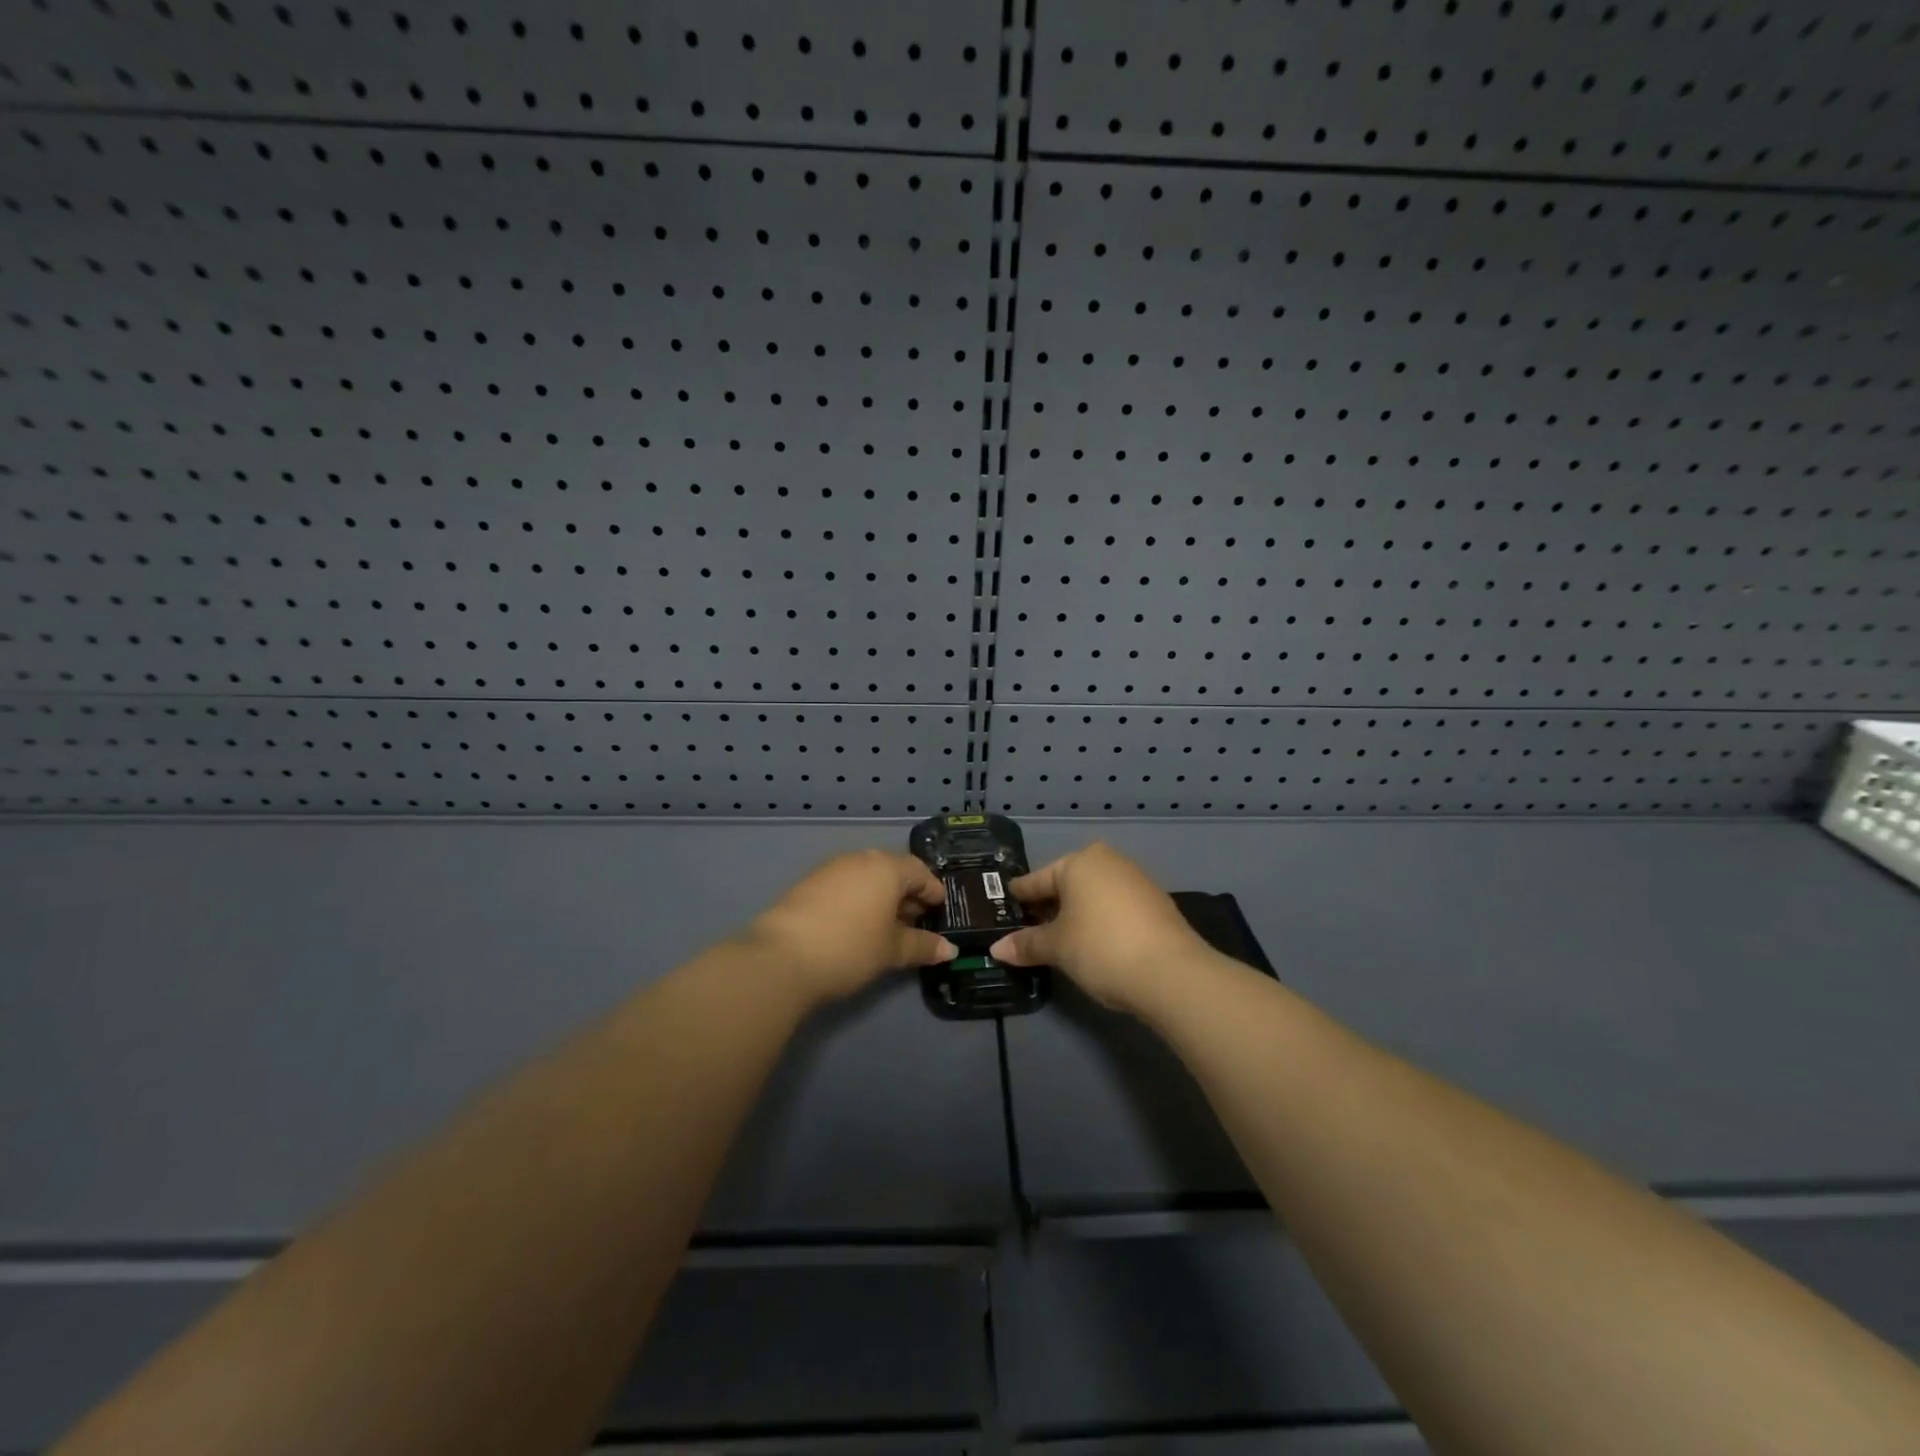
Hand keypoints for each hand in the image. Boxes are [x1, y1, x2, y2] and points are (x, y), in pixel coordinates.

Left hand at [743, 850, 956, 1006]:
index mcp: (886, 868)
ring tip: (886, 926)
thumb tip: (949, 949)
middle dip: (907, 894)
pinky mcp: (807, 883)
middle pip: (892, 870)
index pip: (919, 871)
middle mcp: (859, 859)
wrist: (781, 958)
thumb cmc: (850, 948)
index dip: (933, 890)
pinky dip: (857, 900)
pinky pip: (844, 885)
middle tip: (917, 921)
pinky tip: (856, 925)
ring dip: (880, 897)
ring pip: (866, 877)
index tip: (940, 910)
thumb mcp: (892, 951)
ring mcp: (830, 869)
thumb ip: (922, 946)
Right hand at [989, 842, 1212, 1016]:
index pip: (1037, 879)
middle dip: (1048, 905)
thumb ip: (1027, 944)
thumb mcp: (1057, 947)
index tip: (1003, 905)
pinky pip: (1114, 907)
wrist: (1172, 974)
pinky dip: (1099, 921)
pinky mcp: (1156, 904)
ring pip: (1093, 895)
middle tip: (1027, 927)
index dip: (1019, 896)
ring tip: (1058, 939)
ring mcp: (1136, 881)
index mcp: (1079, 862)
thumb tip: (997, 949)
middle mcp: (1108, 862)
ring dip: (1075, 914)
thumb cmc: (1101, 948)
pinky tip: (1093, 942)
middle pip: (1067, 884)